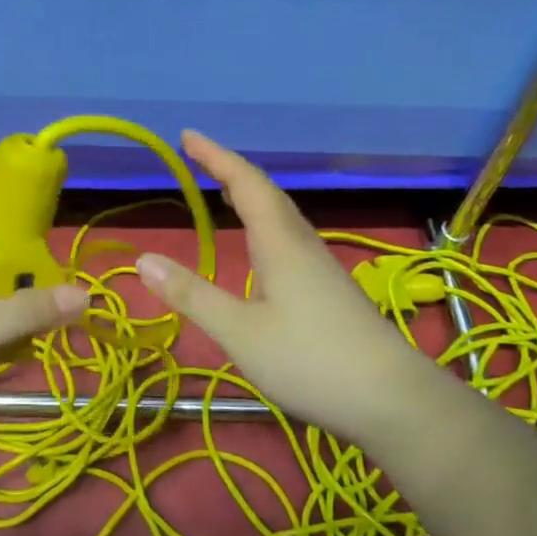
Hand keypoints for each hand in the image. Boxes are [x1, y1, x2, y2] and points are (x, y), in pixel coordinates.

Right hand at [134, 131, 433, 444]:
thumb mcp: (240, 332)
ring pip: (281, 216)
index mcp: (280, 242)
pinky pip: (288, 237)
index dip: (215, 156)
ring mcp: (319, 267)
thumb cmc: (311, 360)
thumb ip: (192, 295)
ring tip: (224, 191)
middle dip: (230, 171)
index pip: (245, 183)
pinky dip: (263, 223)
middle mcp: (301, 244)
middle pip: (266, 193)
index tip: (187, 136)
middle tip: (199, 158)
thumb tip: (143, 259)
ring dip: (250, 195)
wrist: (393, 400)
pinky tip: (260, 247)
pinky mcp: (328, 289)